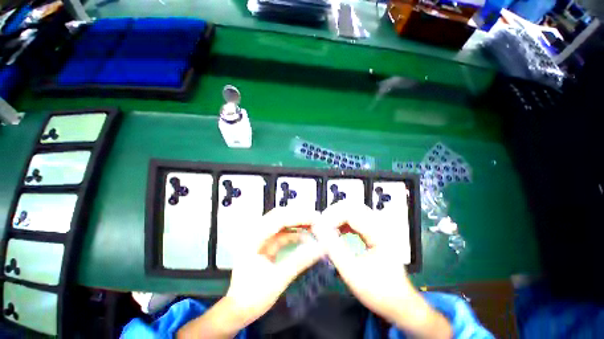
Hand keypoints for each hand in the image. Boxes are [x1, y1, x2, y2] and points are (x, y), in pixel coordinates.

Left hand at [225, 207, 323, 324]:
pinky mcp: (266, 244)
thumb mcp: (278, 279)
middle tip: (317, 219)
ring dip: (298, 223)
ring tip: (314, 226)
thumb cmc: (253, 297)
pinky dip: (295, 234)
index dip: (299, 216)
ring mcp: (260, 237)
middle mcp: (256, 232)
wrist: (237, 311)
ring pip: (282, 223)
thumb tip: (321, 248)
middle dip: (299, 216)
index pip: (279, 218)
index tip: (316, 218)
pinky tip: (306, 238)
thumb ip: (300, 261)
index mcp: (254, 237)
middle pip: (280, 215)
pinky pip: (282, 233)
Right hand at [312, 202, 451, 338]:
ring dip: (337, 216)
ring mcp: (378, 227)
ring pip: (353, 210)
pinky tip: (336, 231)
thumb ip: (334, 250)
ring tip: (326, 228)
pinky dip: (343, 222)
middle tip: (321, 225)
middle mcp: (379, 225)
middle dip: (333, 213)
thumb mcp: (353, 273)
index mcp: (378, 233)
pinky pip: (355, 218)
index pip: (350, 213)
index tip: (319, 228)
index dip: (331, 217)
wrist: (400, 303)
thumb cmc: (379, 291)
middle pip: (352, 206)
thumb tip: (318, 230)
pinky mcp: (374, 231)